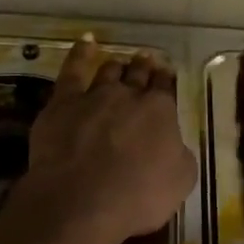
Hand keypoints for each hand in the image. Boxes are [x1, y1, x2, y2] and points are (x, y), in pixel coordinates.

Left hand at [14, 35, 197, 243]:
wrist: (81, 201)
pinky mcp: (63, 102)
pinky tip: (86, 42)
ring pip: (109, 71)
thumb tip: (174, 144)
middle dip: (144, 67)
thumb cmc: (137, 197)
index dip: (167, 80)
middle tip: (147, 60)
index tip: (167, 75)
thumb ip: (179, 155)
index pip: (166, 87)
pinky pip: (73, 70)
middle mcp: (129, 95)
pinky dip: (80, 53)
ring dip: (117, 66)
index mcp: (160, 111)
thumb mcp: (180, 180)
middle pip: (139, 74)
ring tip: (121, 63)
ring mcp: (94, 95)